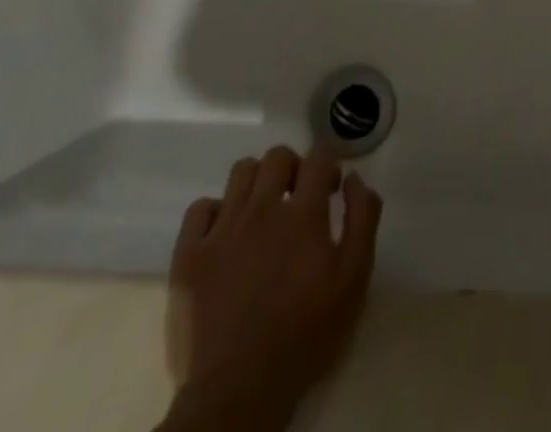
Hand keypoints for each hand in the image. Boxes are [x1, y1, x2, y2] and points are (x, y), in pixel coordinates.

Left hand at [160, 147, 382, 431]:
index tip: (331, 188)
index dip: (328, 163)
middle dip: (294, 167)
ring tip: (262, 212)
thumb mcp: (354, 281)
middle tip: (298, 198)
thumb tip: (353, 179)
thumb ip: (362, 219)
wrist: (236, 394)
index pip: (319, 156)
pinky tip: (225, 233)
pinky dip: (215, 211)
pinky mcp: (188, 256)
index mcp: (303, 214)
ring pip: (240, 172)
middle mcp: (261, 210)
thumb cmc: (303, 336)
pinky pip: (200, 208)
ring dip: (257, 182)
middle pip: (277, 156)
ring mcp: (221, 231)